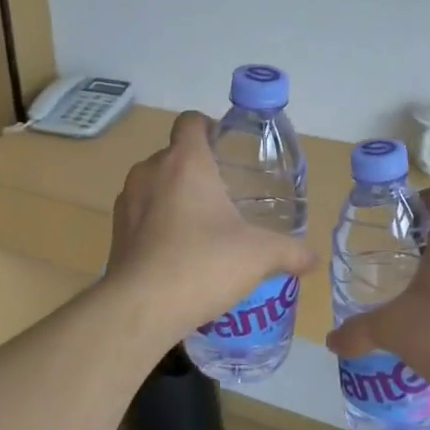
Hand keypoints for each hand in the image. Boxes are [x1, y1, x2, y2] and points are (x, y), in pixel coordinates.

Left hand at [107, 111, 315, 338]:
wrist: (141, 308)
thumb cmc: (203, 264)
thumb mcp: (258, 256)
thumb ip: (290, 252)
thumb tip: (313, 258)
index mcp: (185, 162)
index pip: (191, 121)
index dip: (208, 127)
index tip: (226, 148)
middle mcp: (151, 171)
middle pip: (174, 154)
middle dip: (197, 168)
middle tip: (224, 194)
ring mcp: (128, 200)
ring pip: (154, 183)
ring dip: (174, 195)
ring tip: (201, 225)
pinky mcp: (116, 230)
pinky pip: (141, 212)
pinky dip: (157, 221)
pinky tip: (177, 250)